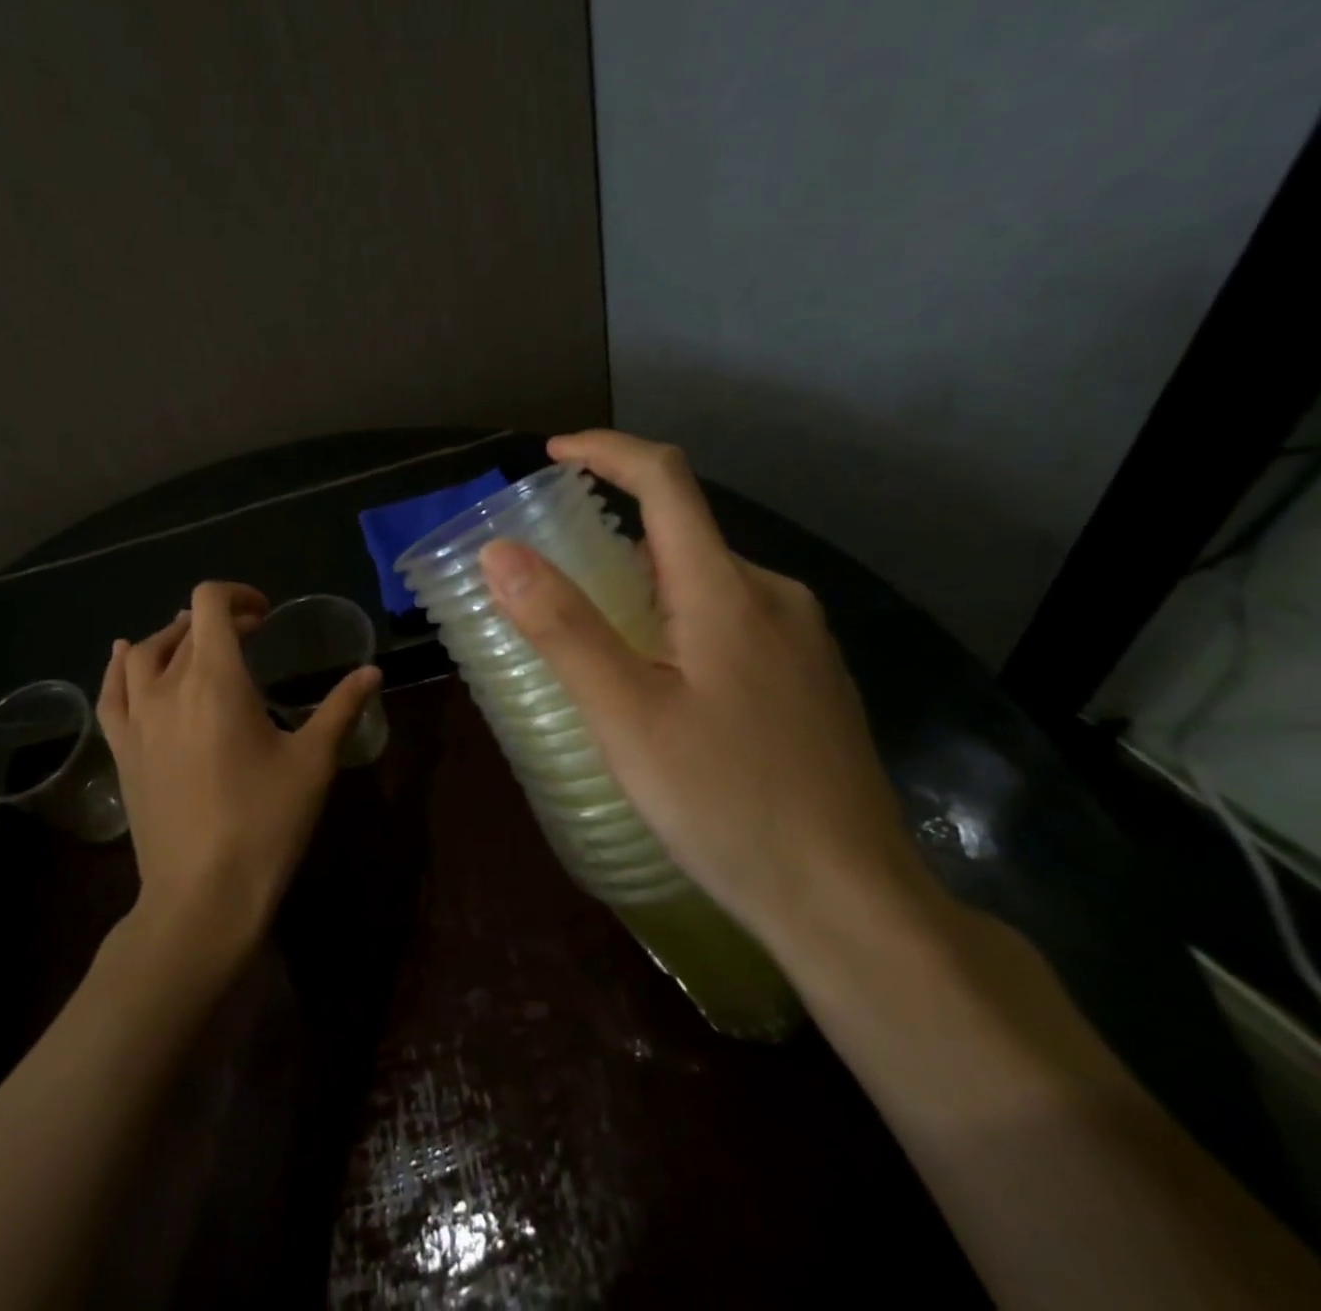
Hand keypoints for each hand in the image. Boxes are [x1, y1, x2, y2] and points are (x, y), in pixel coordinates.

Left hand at [97, 581, 381, 960]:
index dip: (238, 596)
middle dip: (218, 620)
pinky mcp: (122, 750)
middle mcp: (168, 688)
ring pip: (141, 654)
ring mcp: (136, 720)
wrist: (202, 894)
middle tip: (250, 636)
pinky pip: (112, 692)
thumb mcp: (314, 762)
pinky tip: (125, 658)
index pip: (210, 605)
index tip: (265, 615)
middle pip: (182, 627)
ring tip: (197, 647)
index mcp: (216, 680)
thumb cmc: (265, 823)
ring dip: (172, 638)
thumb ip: (342, 708)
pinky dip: (120, 666)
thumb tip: (372, 671)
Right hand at [478, 430, 938, 956]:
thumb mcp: (625, 716)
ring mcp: (802, 639)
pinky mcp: (810, 679)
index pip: (665, 480)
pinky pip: (733, 621)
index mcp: (727, 591)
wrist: (852, 901)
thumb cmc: (726, 803)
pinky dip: (679, 622)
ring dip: (645, 588)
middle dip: (613, 538)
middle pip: (682, 534)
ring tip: (597, 645)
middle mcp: (773, 596)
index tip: (552, 452)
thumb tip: (501, 551)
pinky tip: (661, 686)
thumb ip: (563, 627)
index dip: (606, 451)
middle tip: (554, 586)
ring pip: (707, 583)